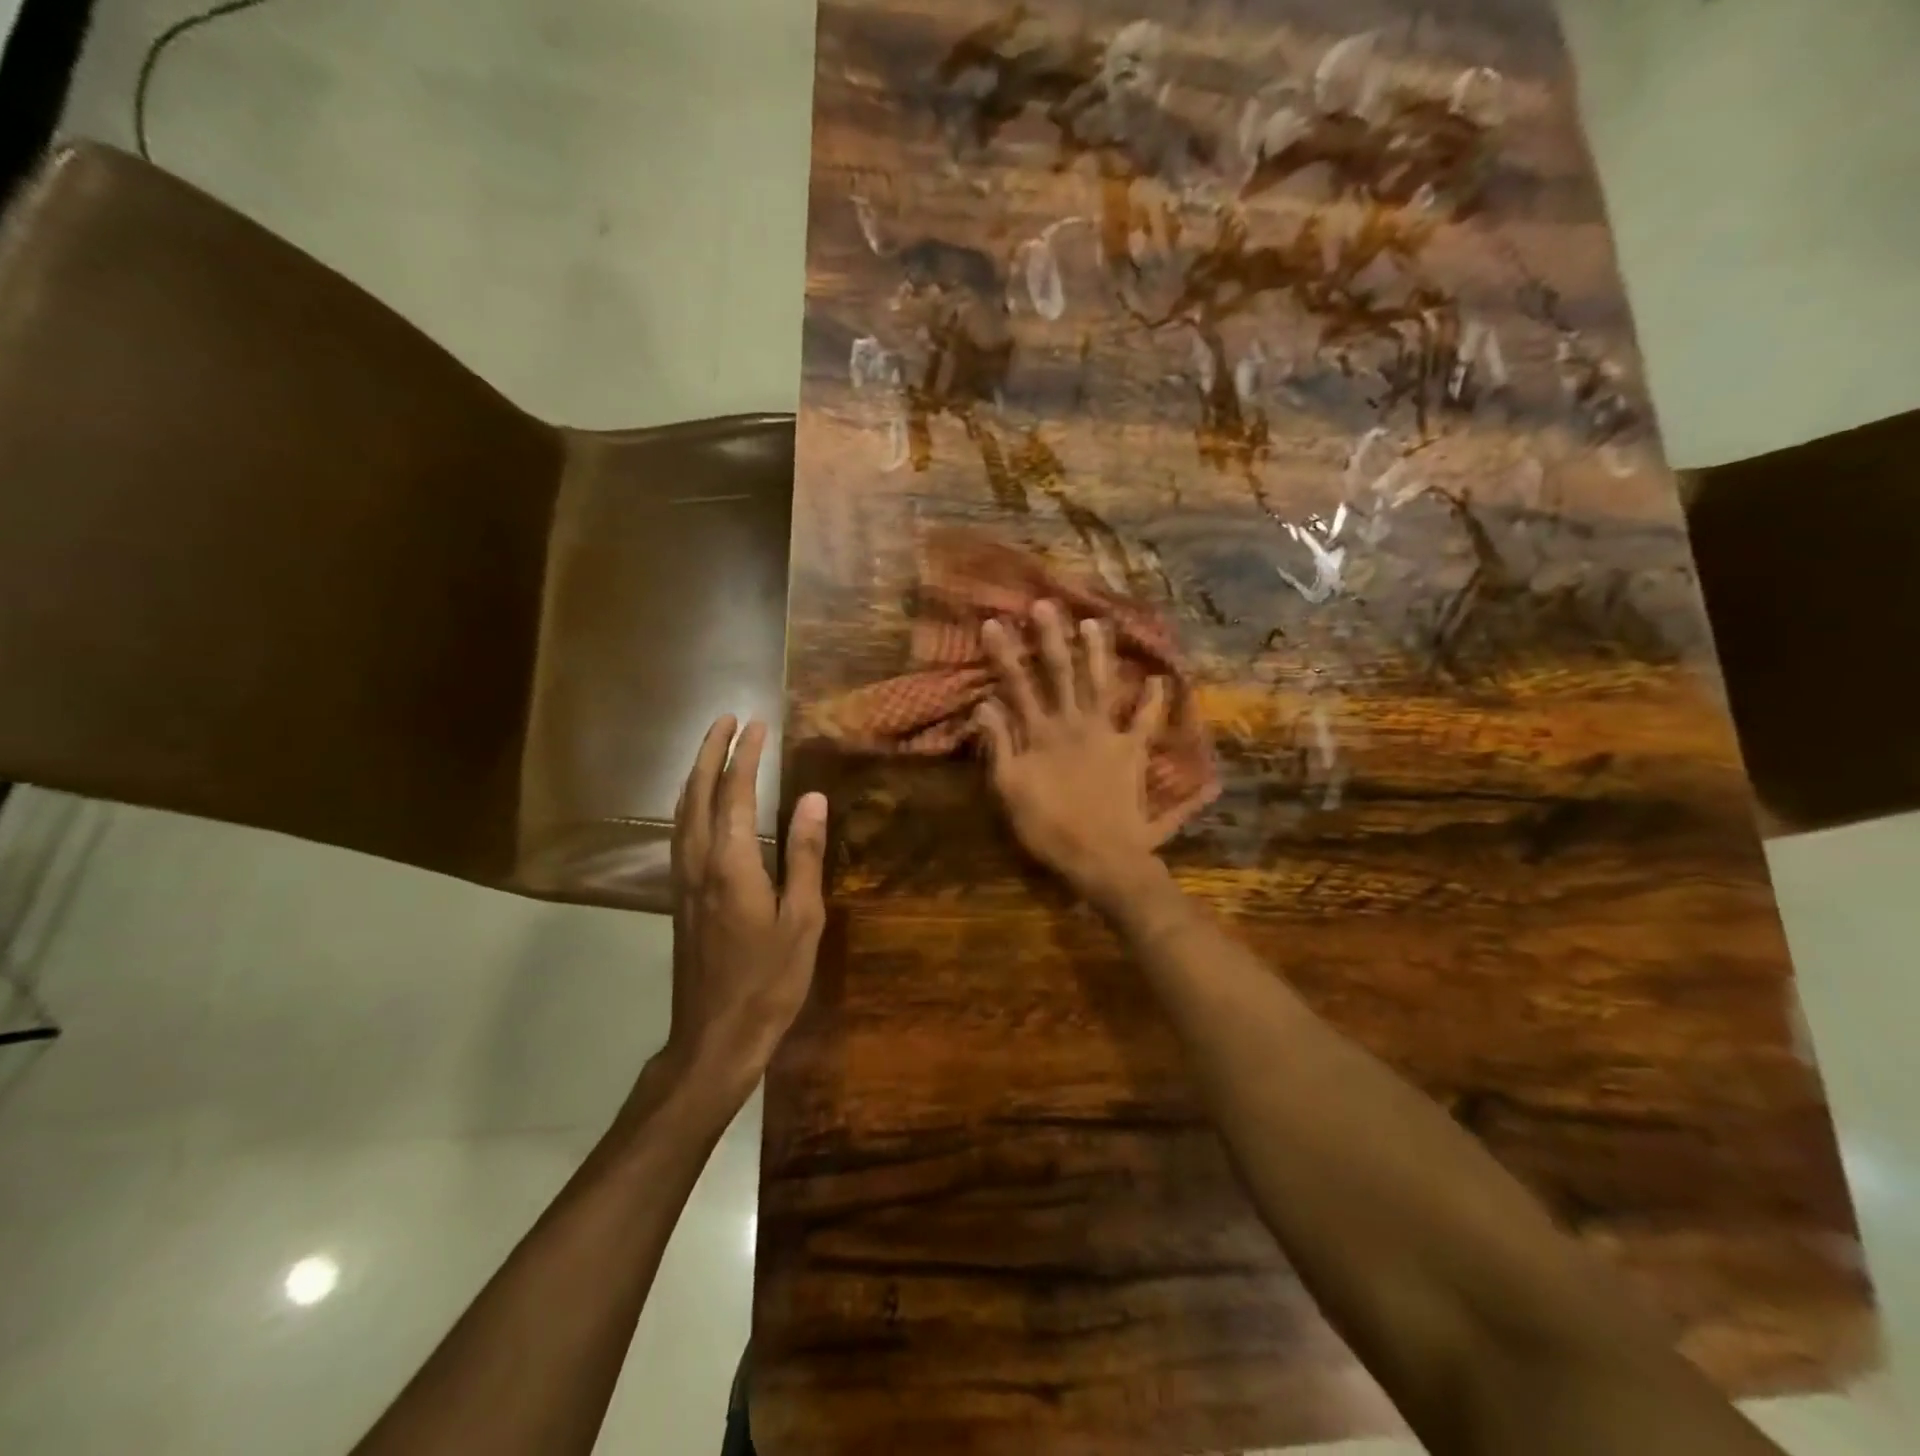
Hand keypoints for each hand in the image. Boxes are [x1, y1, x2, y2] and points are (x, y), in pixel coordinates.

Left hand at [662, 716, 827, 1097]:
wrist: (715, 1036)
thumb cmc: (770, 979)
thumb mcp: (802, 918)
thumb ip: (804, 855)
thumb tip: (812, 799)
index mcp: (731, 863)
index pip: (735, 793)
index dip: (746, 755)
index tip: (757, 724)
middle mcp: (698, 862)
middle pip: (698, 793)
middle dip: (710, 752)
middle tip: (726, 719)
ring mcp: (683, 880)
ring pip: (682, 812)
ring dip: (695, 774)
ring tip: (711, 749)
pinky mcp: (679, 897)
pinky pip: (679, 833)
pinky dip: (688, 804)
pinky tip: (697, 806)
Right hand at [974, 600, 1178, 909]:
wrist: (1101, 857)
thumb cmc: (1049, 829)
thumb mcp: (1010, 790)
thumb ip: (999, 745)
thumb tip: (984, 704)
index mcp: (1041, 734)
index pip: (1017, 685)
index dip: (1004, 654)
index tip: (993, 622)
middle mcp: (1074, 724)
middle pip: (1061, 673)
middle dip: (1052, 638)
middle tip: (1046, 604)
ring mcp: (1107, 735)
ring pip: (1102, 684)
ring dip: (1098, 653)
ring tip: (1096, 623)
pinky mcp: (1133, 751)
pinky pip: (1146, 721)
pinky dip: (1154, 701)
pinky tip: (1159, 680)